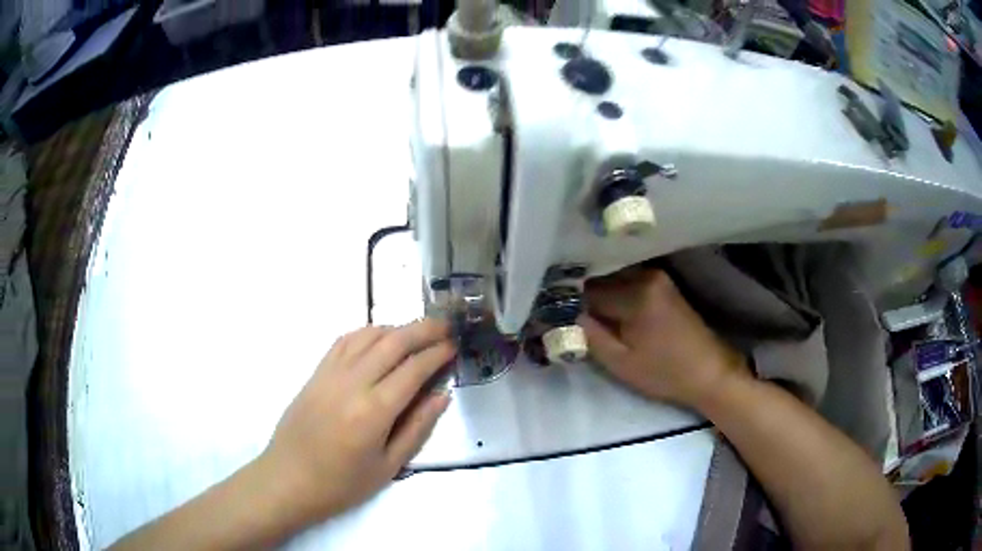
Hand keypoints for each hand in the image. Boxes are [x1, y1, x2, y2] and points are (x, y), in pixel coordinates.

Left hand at [258, 319, 454, 526]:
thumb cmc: (342, 484)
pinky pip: (344, 341)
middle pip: (393, 342)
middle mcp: (352, 383)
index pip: (414, 369)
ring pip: (368, 335)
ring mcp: (330, 374)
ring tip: (417, 332)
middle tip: (445, 327)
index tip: (454, 346)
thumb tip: (441, 396)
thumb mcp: (389, 466)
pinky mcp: (316, 373)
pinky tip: (378, 338)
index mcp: (374, 411)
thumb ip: (418, 428)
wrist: (288, 479)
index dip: (438, 353)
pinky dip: (367, 332)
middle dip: (423, 330)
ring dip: (397, 328)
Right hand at [580, 268, 747, 408]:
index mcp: (636, 293)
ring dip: (598, 294)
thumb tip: (565, 314)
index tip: (553, 314)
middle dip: (582, 296)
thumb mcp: (620, 363)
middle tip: (567, 315)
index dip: (568, 303)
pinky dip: (615, 293)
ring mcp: (657, 277)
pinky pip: (629, 282)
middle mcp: (646, 275)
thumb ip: (589, 335)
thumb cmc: (664, 372)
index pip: (587, 290)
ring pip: (613, 279)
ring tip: (585, 314)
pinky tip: (608, 311)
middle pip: (600, 280)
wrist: (709, 372)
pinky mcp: (663, 284)